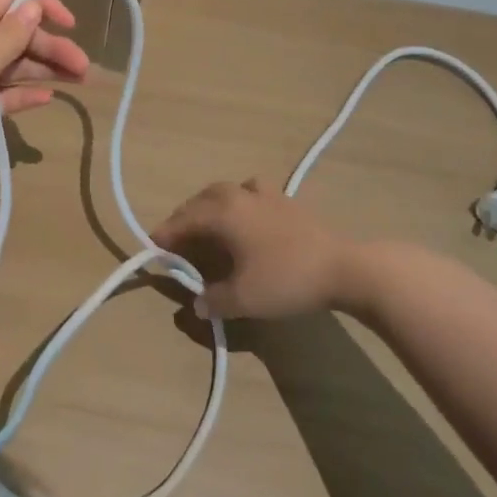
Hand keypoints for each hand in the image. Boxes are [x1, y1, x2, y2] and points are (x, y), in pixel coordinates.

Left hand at [0, 0, 88, 188]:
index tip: (70, 23)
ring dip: (45, 69)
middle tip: (84, 67)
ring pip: (15, 63)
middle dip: (51, 46)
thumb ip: (13, 32)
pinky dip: (26, 93)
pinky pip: (5, 92)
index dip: (42, 4)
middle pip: (18, 33)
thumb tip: (34, 6)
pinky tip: (49, 98)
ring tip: (80, 80)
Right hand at [153, 180, 383, 320]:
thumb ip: (213, 300)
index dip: (164, 237)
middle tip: (176, 243)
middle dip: (184, 220)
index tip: (152, 251)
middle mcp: (236, 195)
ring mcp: (262, 193)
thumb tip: (196, 303)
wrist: (344, 268)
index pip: (181, 221)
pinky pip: (248, 193)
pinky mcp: (284, 199)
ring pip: (223, 193)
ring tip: (207, 227)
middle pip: (198, 202)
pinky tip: (245, 218)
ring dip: (208, 207)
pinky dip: (237, 203)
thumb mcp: (243, 299)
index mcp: (220, 213)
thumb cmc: (286, 279)